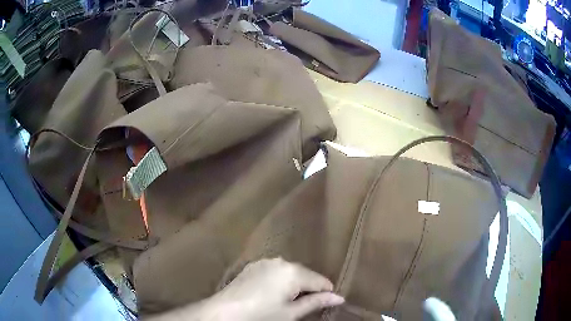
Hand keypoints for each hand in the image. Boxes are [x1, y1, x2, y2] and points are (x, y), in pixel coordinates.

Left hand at [206, 258, 344, 320]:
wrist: (224, 312)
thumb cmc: (262, 316)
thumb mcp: (291, 313)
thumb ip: (316, 302)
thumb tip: (339, 298)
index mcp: (293, 272)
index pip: (320, 280)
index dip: (327, 292)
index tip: (329, 302)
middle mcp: (280, 261)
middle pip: (305, 274)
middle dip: (310, 287)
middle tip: (308, 304)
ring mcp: (265, 262)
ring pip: (290, 272)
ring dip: (295, 284)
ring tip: (291, 300)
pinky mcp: (253, 266)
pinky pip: (275, 271)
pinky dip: (280, 280)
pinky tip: (274, 293)